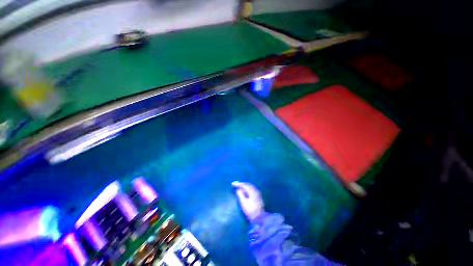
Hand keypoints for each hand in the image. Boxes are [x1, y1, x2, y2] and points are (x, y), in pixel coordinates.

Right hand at [232, 181, 264, 220]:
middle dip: (241, 184)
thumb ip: (240, 195)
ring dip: (244, 185)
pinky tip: (245, 190)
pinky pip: (252, 188)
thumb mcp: (243, 203)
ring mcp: (257, 192)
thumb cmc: (250, 210)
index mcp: (252, 191)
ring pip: (250, 186)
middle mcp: (255, 190)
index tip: (232, 184)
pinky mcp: (258, 196)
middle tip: (236, 184)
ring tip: (239, 186)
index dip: (238, 184)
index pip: (244, 185)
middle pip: (247, 184)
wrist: (260, 218)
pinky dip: (247, 188)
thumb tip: (238, 189)